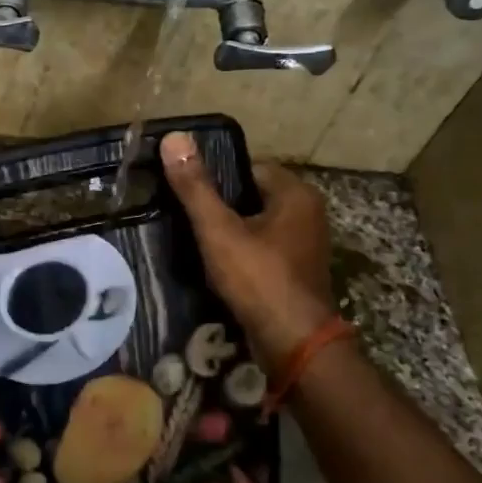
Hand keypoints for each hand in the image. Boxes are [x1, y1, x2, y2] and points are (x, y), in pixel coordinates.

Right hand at [160, 131, 339, 369]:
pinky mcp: (297, 273)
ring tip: (194, 242)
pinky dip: (241, 255)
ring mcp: (305, 246)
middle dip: (220, 207)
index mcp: (295, 194)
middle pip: (251, 197)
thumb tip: (174, 137)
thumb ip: (195, 187)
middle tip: (184, 216)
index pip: (248, 168)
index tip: (185, 190)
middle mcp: (307, 214)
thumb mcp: (219, 230)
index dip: (215, 177)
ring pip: (256, 226)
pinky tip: (216, 268)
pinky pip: (263, 251)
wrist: (294, 344)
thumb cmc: (259, 279)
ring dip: (229, 233)